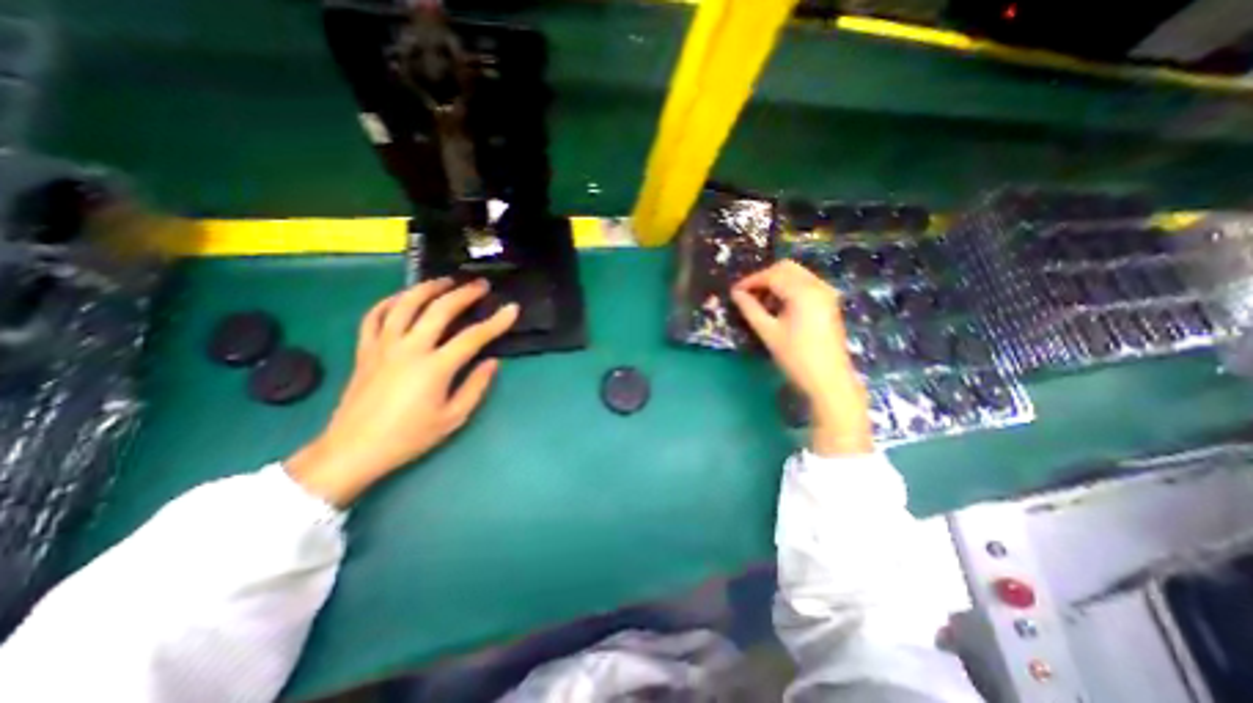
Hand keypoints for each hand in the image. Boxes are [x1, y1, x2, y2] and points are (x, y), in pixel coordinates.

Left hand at [287, 277, 516, 505]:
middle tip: (481, 285)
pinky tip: (403, 298)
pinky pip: (374, 316)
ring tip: (445, 281)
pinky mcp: (365, 350)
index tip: (511, 309)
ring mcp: (383, 346)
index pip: (473, 337)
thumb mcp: (453, 418)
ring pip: (405, 304)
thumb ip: (476, 387)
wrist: (354, 450)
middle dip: (464, 293)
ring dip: (428, 288)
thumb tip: (492, 363)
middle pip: (440, 310)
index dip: (496, 322)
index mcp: (435, 367)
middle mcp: (409, 349)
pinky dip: (389, 302)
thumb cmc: (409, 437)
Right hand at [736, 259, 874, 455]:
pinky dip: (789, 288)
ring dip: (776, 282)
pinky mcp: (829, 302)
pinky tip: (778, 306)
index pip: (772, 275)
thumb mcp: (768, 332)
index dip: (751, 281)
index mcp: (803, 292)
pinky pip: (805, 284)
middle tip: (747, 294)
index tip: (734, 292)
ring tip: (760, 302)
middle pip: (786, 268)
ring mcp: (826, 293)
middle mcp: (817, 286)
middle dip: (764, 278)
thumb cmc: (796, 357)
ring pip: (796, 274)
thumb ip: (750, 309)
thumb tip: (735, 294)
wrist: (829, 380)